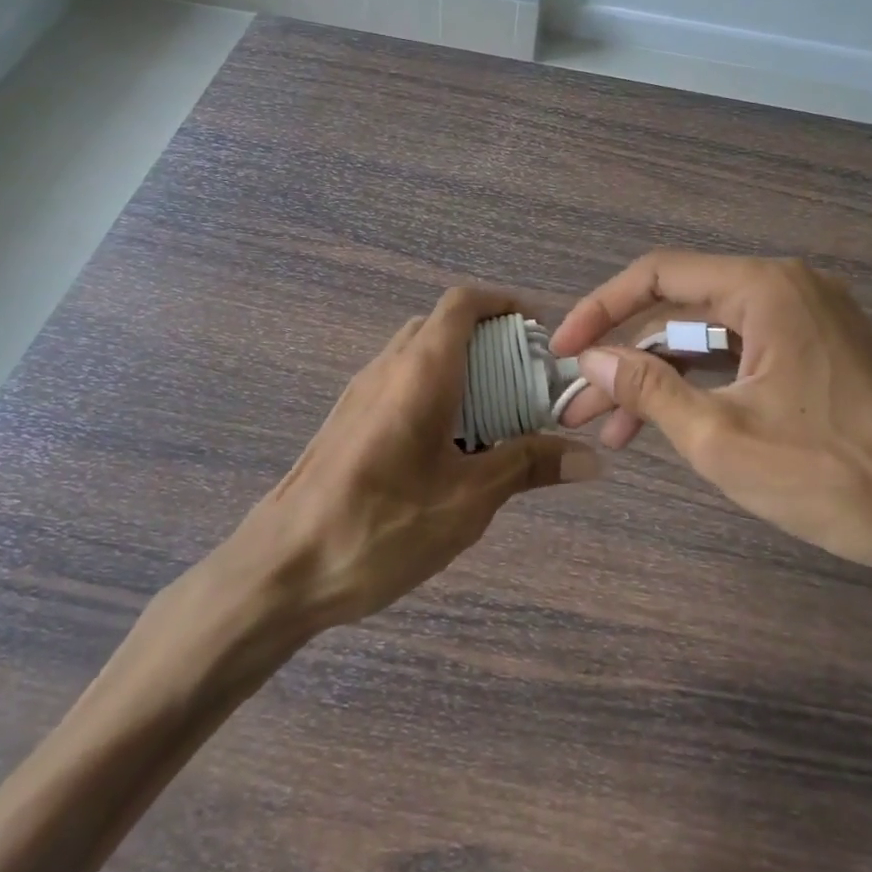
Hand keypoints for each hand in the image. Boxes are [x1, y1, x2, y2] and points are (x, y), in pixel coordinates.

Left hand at [228, 287, 598, 630]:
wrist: (280, 569)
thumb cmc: (380, 526)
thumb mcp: (467, 500)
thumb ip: (527, 466)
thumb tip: (590, 459)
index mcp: (420, 370)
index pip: (463, 302)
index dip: (505, 303)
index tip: (541, 333)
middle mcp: (387, 367)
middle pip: (444, 326)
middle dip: (491, 342)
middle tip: (528, 382)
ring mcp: (361, 393)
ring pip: (421, 355)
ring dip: (464, 370)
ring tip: (499, 418)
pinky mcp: (347, 421)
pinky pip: (401, 383)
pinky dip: (437, 393)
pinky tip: (452, 450)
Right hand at [552, 252, 871, 574]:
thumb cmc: (832, 476)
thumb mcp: (721, 437)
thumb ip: (648, 388)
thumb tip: (590, 359)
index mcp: (765, 289)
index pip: (658, 275)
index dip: (600, 309)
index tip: (562, 349)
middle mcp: (786, 288)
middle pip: (681, 308)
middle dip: (625, 356)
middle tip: (580, 404)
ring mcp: (807, 318)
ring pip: (708, 337)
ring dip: (659, 377)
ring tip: (613, 430)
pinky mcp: (818, 351)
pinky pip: (741, 353)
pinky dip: (701, 384)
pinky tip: (667, 421)